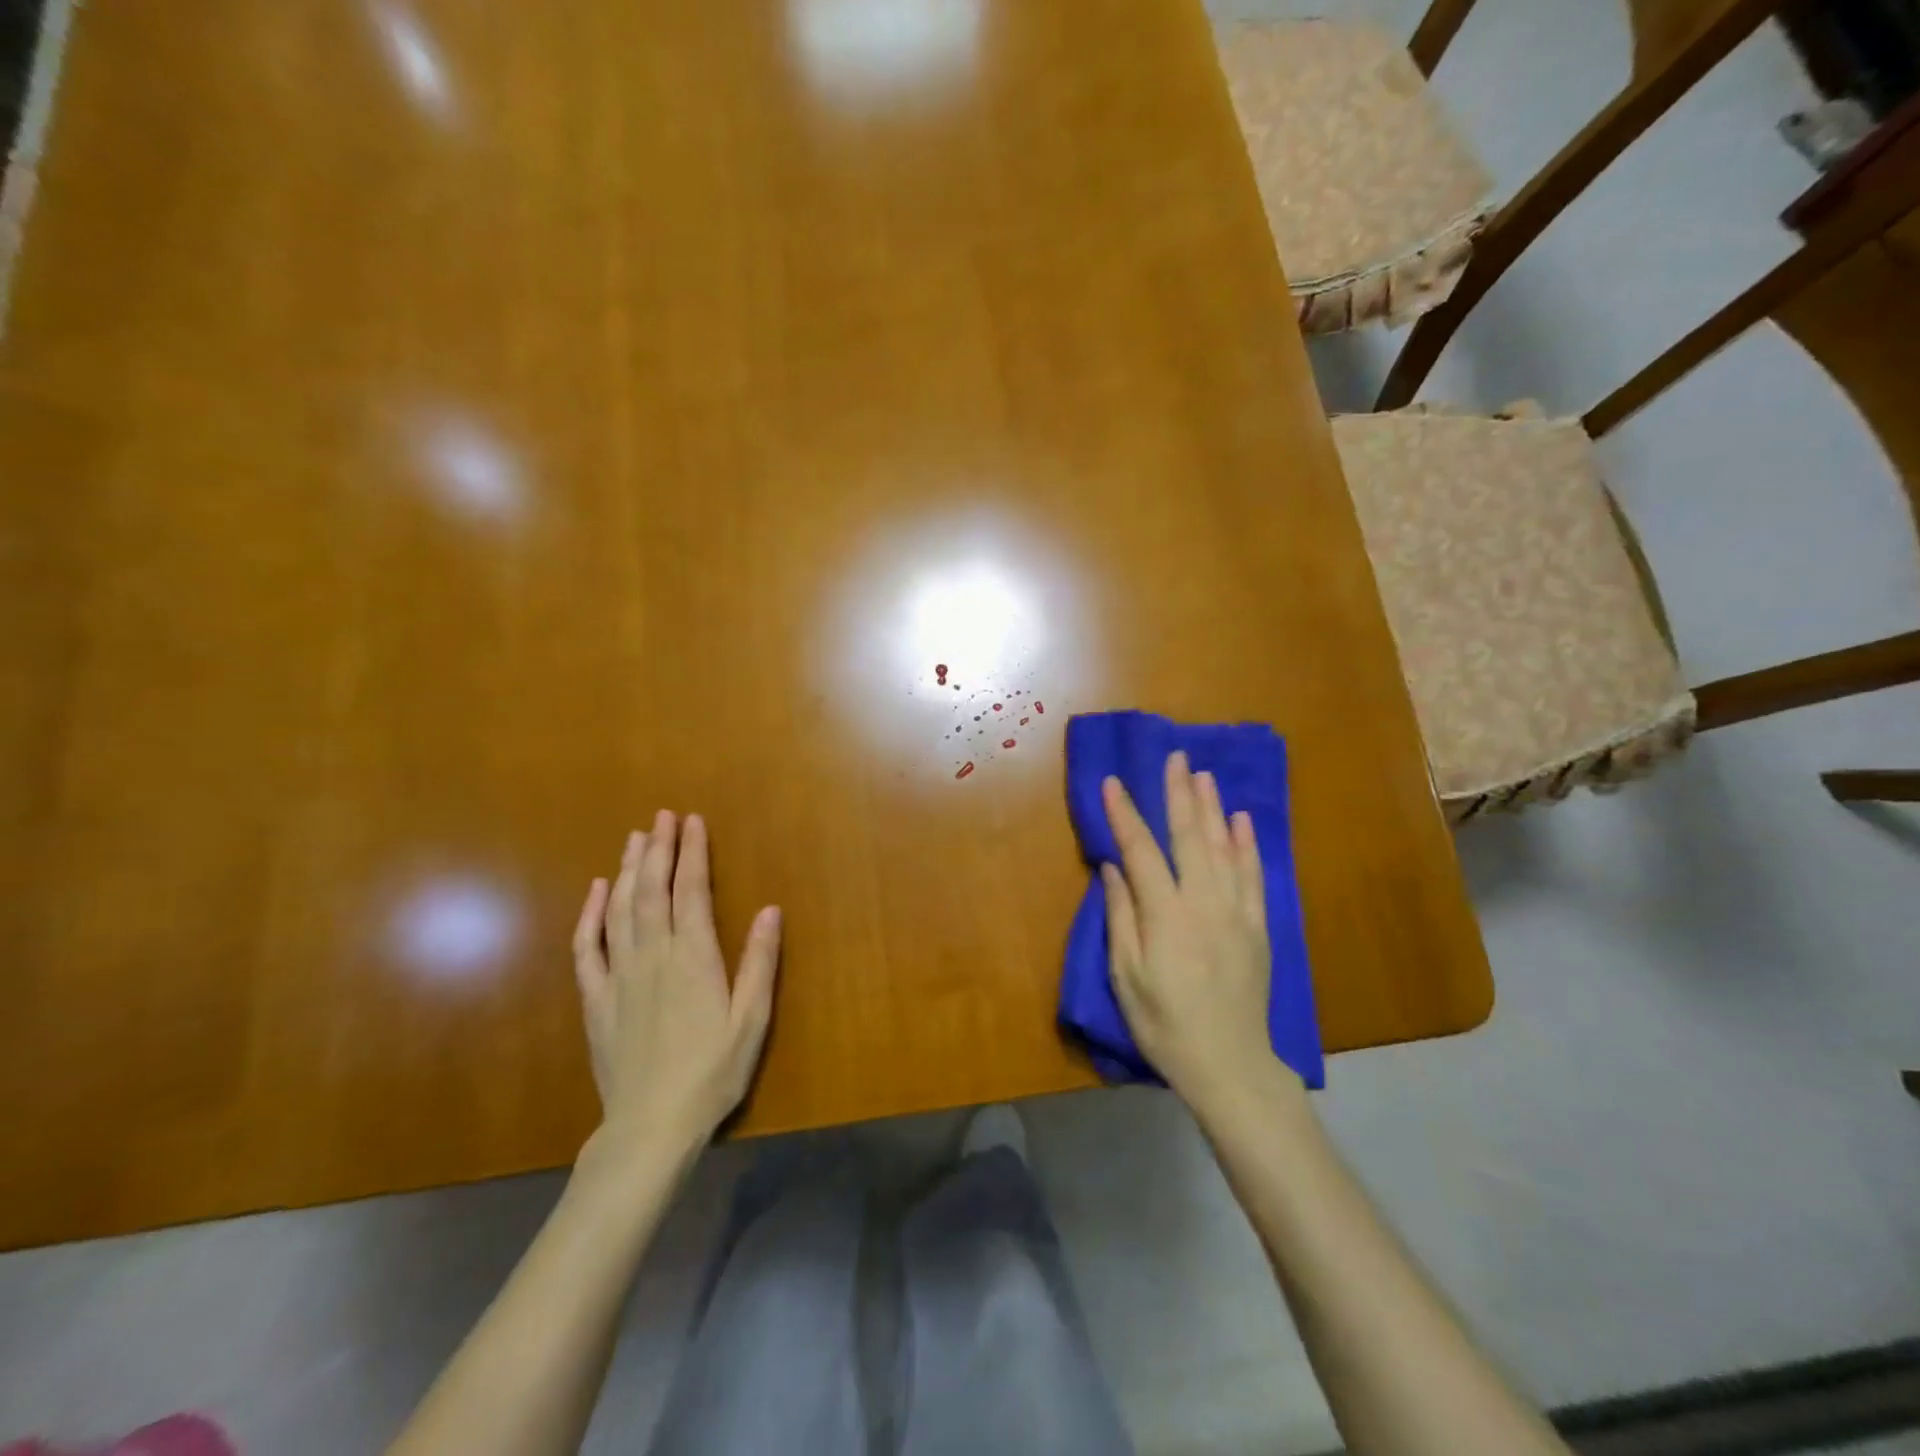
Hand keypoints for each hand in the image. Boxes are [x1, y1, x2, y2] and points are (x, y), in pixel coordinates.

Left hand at [572, 811, 781, 1153]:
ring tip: (635, 838)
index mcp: (693, 958)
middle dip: (658, 849)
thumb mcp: (751, 1020)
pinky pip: (588, 947)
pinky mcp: (596, 998)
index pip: (691, 891)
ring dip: (628, 869)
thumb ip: (759, 963)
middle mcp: (653, 956)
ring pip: (619, 909)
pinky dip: (590, 914)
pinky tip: (597, 891)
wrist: (650, 1126)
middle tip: (661, 816)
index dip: (692, 852)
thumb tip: (770, 909)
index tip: (692, 821)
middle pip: (652, 890)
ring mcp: (619, 975)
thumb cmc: (712, 1073)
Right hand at [1101, 752, 1293, 1111]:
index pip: (1140, 850)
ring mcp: (1237, 912)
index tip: (1112, 782)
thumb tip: (1113, 867)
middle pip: (1190, 836)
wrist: (1229, 1064)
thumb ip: (1121, 916)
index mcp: (1166, 915)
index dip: (1124, 814)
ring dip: (1213, 808)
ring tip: (1204, 775)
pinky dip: (1248, 844)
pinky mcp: (1258, 926)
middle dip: (1180, 793)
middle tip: (1176, 757)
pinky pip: (1254, 875)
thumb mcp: (1126, 976)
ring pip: (1225, 847)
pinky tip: (1242, 821)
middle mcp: (1204, 902)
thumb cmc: (1164, 1023)